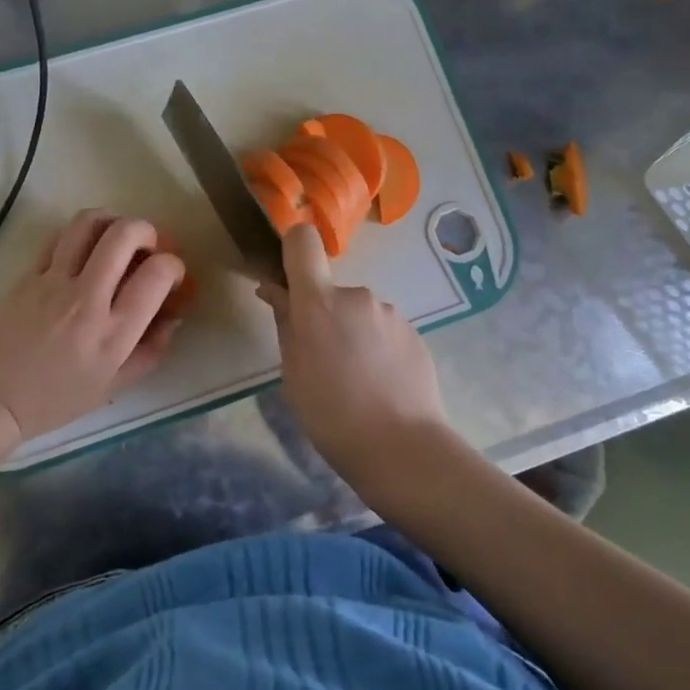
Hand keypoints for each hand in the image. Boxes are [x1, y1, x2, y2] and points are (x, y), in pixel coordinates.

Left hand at [0, 210, 186, 442]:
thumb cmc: (54, 399)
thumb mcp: (113, 385)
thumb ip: (150, 351)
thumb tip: (172, 317)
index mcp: (113, 333)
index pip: (156, 275)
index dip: (173, 266)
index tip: (171, 275)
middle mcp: (86, 299)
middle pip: (124, 235)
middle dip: (147, 230)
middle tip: (148, 246)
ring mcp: (53, 282)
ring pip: (88, 224)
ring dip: (112, 220)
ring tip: (117, 236)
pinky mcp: (28, 274)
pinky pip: (59, 237)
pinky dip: (80, 233)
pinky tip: (84, 248)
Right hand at [256, 223, 450, 482]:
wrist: (401, 447)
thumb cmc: (330, 414)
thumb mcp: (293, 373)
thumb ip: (285, 324)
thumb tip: (274, 290)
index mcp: (319, 302)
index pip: (303, 242)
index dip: (293, 249)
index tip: (290, 278)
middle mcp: (357, 296)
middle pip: (332, 291)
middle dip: (326, 316)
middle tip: (324, 362)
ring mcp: (391, 313)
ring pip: (360, 313)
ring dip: (354, 334)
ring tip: (357, 380)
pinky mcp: (415, 333)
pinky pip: (385, 331)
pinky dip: (378, 348)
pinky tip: (381, 384)